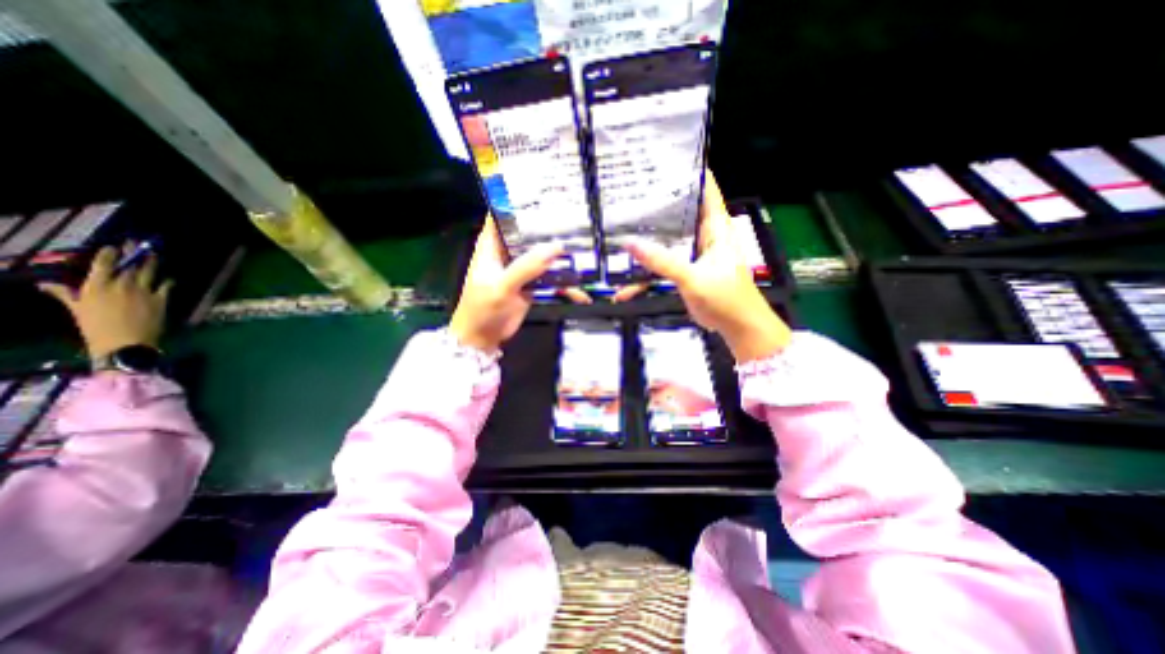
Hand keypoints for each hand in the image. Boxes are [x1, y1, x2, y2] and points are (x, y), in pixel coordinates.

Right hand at [39, 243, 171, 358]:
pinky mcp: (161, 300)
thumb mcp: (76, 310)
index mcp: (96, 287)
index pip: (103, 265)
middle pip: (129, 265)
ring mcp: (143, 292)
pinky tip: (169, 278)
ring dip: (152, 262)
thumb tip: (44, 284)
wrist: (125, 342)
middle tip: (139, 243)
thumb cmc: (96, 328)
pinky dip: (168, 282)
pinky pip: (166, 287)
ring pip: (149, 272)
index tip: (114, 247)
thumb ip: (65, 295)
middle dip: (134, 253)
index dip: (110, 254)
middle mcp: (121, 286)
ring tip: (154, 253)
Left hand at [446, 216, 591, 352]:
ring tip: (583, 245)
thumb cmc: (482, 309)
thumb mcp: (502, 286)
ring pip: (541, 255)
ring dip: (558, 254)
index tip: (540, 193)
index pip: (501, 216)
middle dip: (546, 227)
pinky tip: (579, 288)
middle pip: (527, 234)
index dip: (516, 202)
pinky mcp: (531, 286)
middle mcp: (507, 254)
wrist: (483, 338)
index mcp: (491, 246)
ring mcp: (521, 270)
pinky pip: (549, 278)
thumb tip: (556, 246)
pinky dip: (563, 281)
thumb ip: (527, 266)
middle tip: (572, 217)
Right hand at [611, 168, 790, 363]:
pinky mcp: (685, 270)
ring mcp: (693, 253)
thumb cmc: (725, 298)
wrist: (736, 327)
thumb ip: (662, 261)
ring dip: (647, 239)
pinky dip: (646, 272)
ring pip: (668, 238)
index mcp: (715, 227)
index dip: (689, 172)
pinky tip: (625, 287)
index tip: (664, 160)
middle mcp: (704, 235)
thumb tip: (630, 243)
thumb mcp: (692, 277)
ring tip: (619, 231)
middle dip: (657, 204)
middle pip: (680, 211)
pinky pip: (662, 264)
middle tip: (630, 193)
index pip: (705, 189)